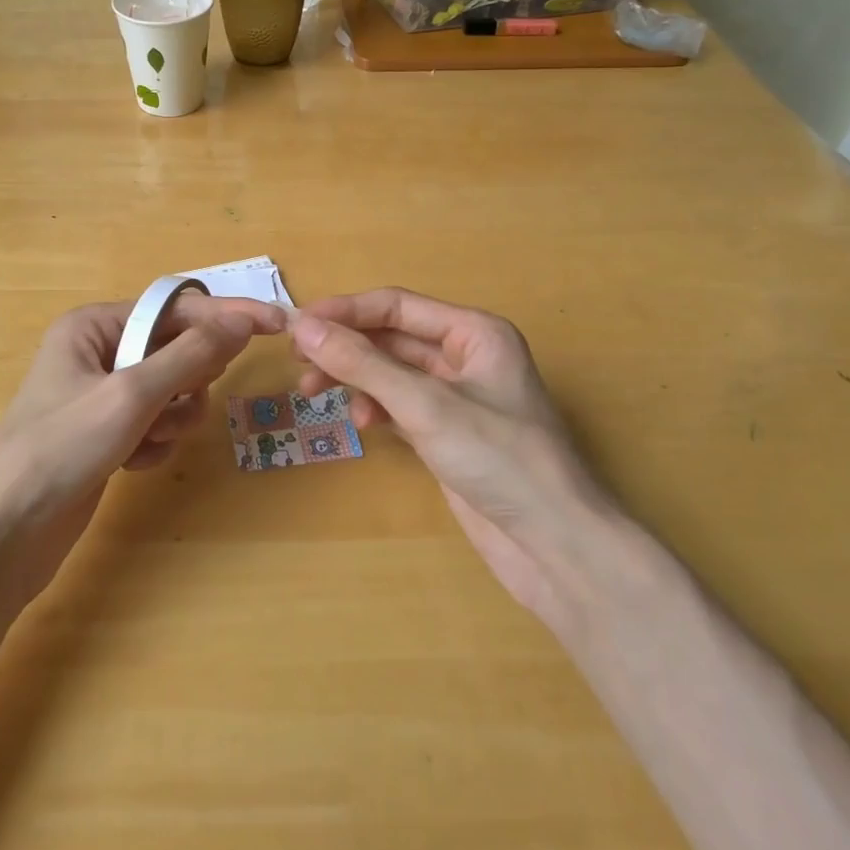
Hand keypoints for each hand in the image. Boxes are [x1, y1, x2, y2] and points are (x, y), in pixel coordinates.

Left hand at [0, 294, 283, 604]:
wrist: (5, 534)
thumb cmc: (61, 449)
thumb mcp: (131, 395)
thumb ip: (190, 355)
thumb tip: (242, 320)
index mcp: (95, 325)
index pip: (177, 308)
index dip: (227, 314)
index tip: (277, 323)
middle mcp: (101, 351)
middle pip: (179, 348)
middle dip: (187, 380)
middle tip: (176, 402)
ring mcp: (105, 395)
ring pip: (175, 390)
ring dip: (173, 417)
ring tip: (146, 440)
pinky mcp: (110, 434)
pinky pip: (160, 423)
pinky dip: (157, 441)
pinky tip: (133, 462)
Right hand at [290, 287, 604, 618]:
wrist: (552, 543)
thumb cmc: (498, 458)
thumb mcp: (426, 405)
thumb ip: (363, 364)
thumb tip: (304, 326)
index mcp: (474, 332)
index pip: (397, 305)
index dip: (345, 311)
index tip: (296, 324)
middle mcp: (466, 355)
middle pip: (392, 337)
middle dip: (346, 347)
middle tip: (298, 362)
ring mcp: (457, 396)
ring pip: (392, 372)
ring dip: (355, 378)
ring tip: (315, 394)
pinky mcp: (448, 432)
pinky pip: (400, 404)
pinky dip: (376, 407)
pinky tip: (362, 423)